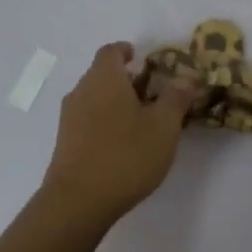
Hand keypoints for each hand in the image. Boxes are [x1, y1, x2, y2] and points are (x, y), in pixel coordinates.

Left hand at [39, 43, 200, 226]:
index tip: (143, 59)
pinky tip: (122, 144)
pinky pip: (88, 120)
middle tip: (152, 94)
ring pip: (94, 98)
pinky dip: (105, 122)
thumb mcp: (164, 126)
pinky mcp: (65, 142)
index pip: (111, 51)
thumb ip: (176, 98)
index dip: (127, 51)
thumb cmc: (126, 155)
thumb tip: (186, 77)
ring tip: (141, 122)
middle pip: (102, 74)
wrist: (79, 201)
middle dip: (126, 80)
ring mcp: (69, 118)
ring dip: (115, 103)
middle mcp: (81, 91)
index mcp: (104, 78)